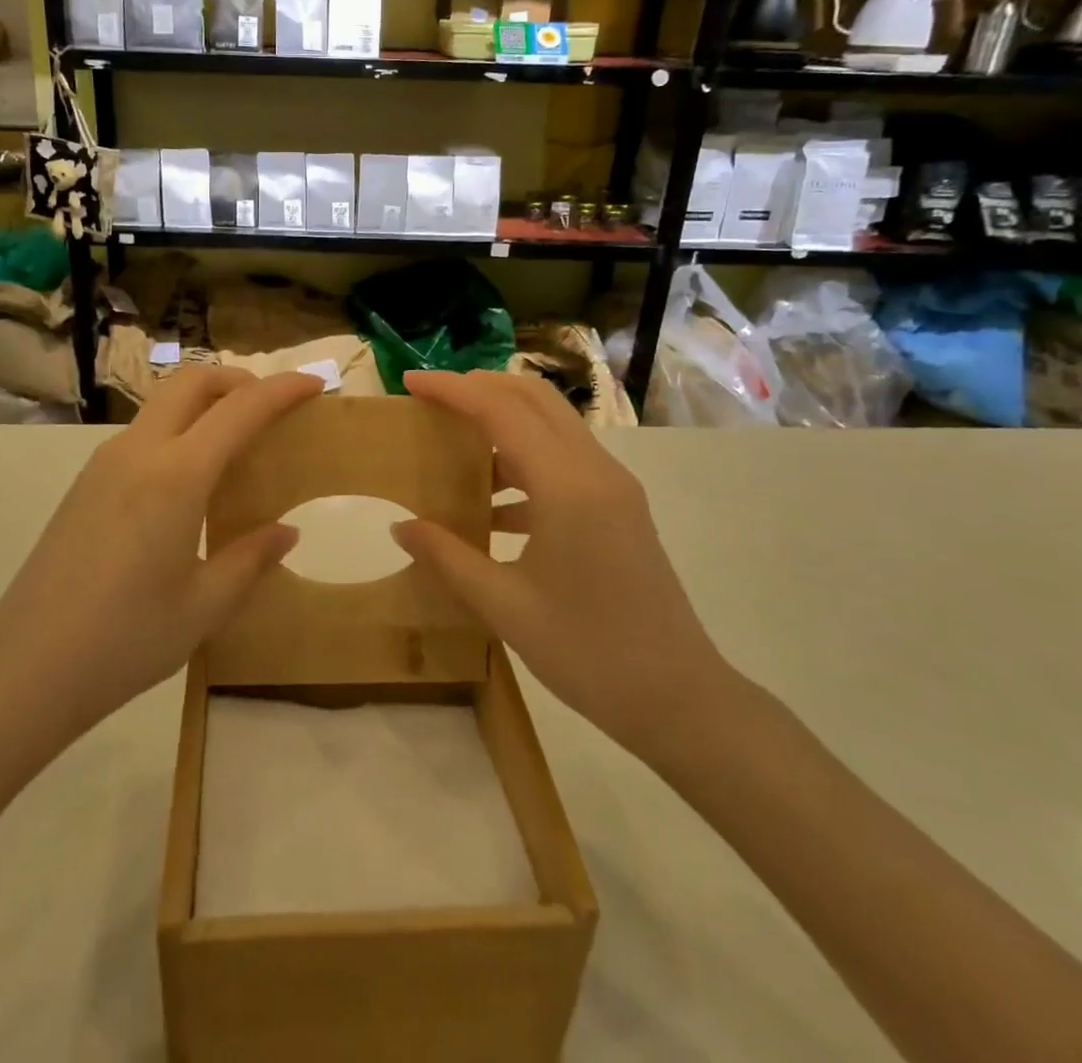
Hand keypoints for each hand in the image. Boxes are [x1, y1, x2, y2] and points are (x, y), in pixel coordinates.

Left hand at [0, 367, 322, 748]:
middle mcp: (137, 453)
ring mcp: (103, 464)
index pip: (239, 410)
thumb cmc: (126, 640)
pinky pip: (141, 435)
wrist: (26, 670)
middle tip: (270, 407)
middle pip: (191, 383)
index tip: (315, 383)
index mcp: (176, 476)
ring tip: (235, 445)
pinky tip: (188, 482)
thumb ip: (251, 558)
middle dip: (237, 380)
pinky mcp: (84, 484)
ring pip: (162, 404)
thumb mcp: (204, 606)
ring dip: (204, 404)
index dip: (282, 390)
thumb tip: (285, 531)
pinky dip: (177, 431)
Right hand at [390, 370, 740, 762]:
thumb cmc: (589, 654)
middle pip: (534, 399)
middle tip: (432, 401)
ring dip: (503, 423)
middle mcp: (595, 471)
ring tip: (455, 451)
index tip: (410, 381)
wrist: (680, 700)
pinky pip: (565, 461)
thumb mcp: (505, 608)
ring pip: (552, 426)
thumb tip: (401, 527)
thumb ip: (448, 558)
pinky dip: (525, 462)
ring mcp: (613, 487)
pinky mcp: (619, 508)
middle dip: (480, 388)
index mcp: (567, 486)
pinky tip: (493, 508)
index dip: (453, 389)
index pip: (501, 411)